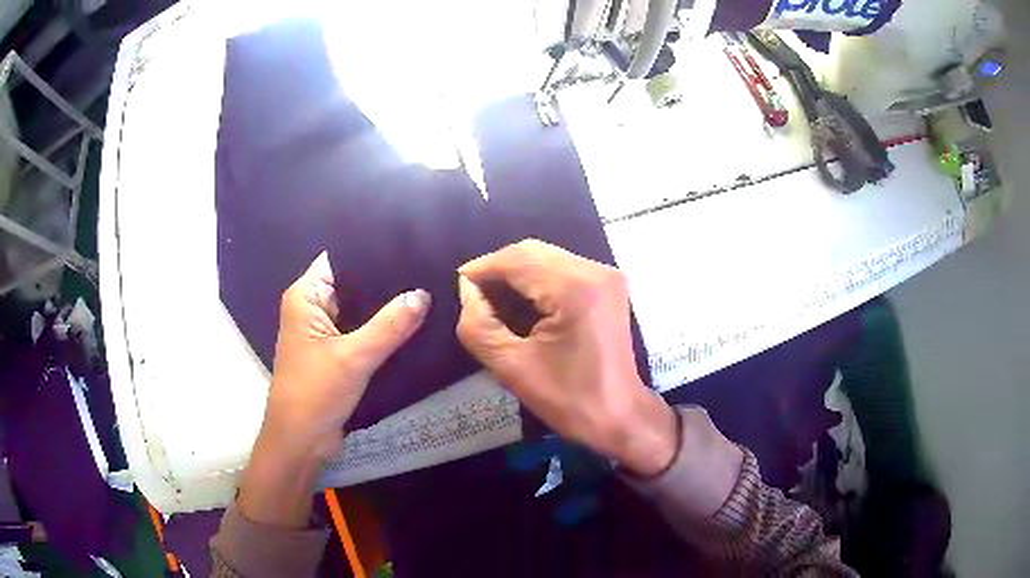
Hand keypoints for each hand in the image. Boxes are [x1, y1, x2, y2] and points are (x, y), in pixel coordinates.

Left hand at [240, 252, 429, 526]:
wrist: (302, 442)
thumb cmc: (315, 393)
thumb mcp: (354, 357)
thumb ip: (390, 325)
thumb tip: (423, 294)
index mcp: (306, 296)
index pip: (340, 259)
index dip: (370, 251)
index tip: (408, 244)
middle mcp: (314, 308)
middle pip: (352, 283)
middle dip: (385, 279)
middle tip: (426, 266)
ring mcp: (326, 332)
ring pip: (361, 309)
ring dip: (387, 306)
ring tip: (427, 288)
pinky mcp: (338, 353)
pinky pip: (364, 331)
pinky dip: (384, 328)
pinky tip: (414, 322)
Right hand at [456, 240, 676, 476]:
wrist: (620, 416)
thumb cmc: (569, 399)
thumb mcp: (512, 367)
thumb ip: (479, 326)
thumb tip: (466, 291)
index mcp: (575, 288)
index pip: (517, 259)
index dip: (482, 269)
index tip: (458, 287)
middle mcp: (594, 270)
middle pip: (532, 252)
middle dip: (498, 271)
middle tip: (474, 297)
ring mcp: (605, 275)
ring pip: (546, 259)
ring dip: (516, 276)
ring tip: (493, 304)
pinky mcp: (607, 285)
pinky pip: (561, 270)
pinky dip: (536, 282)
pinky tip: (521, 306)